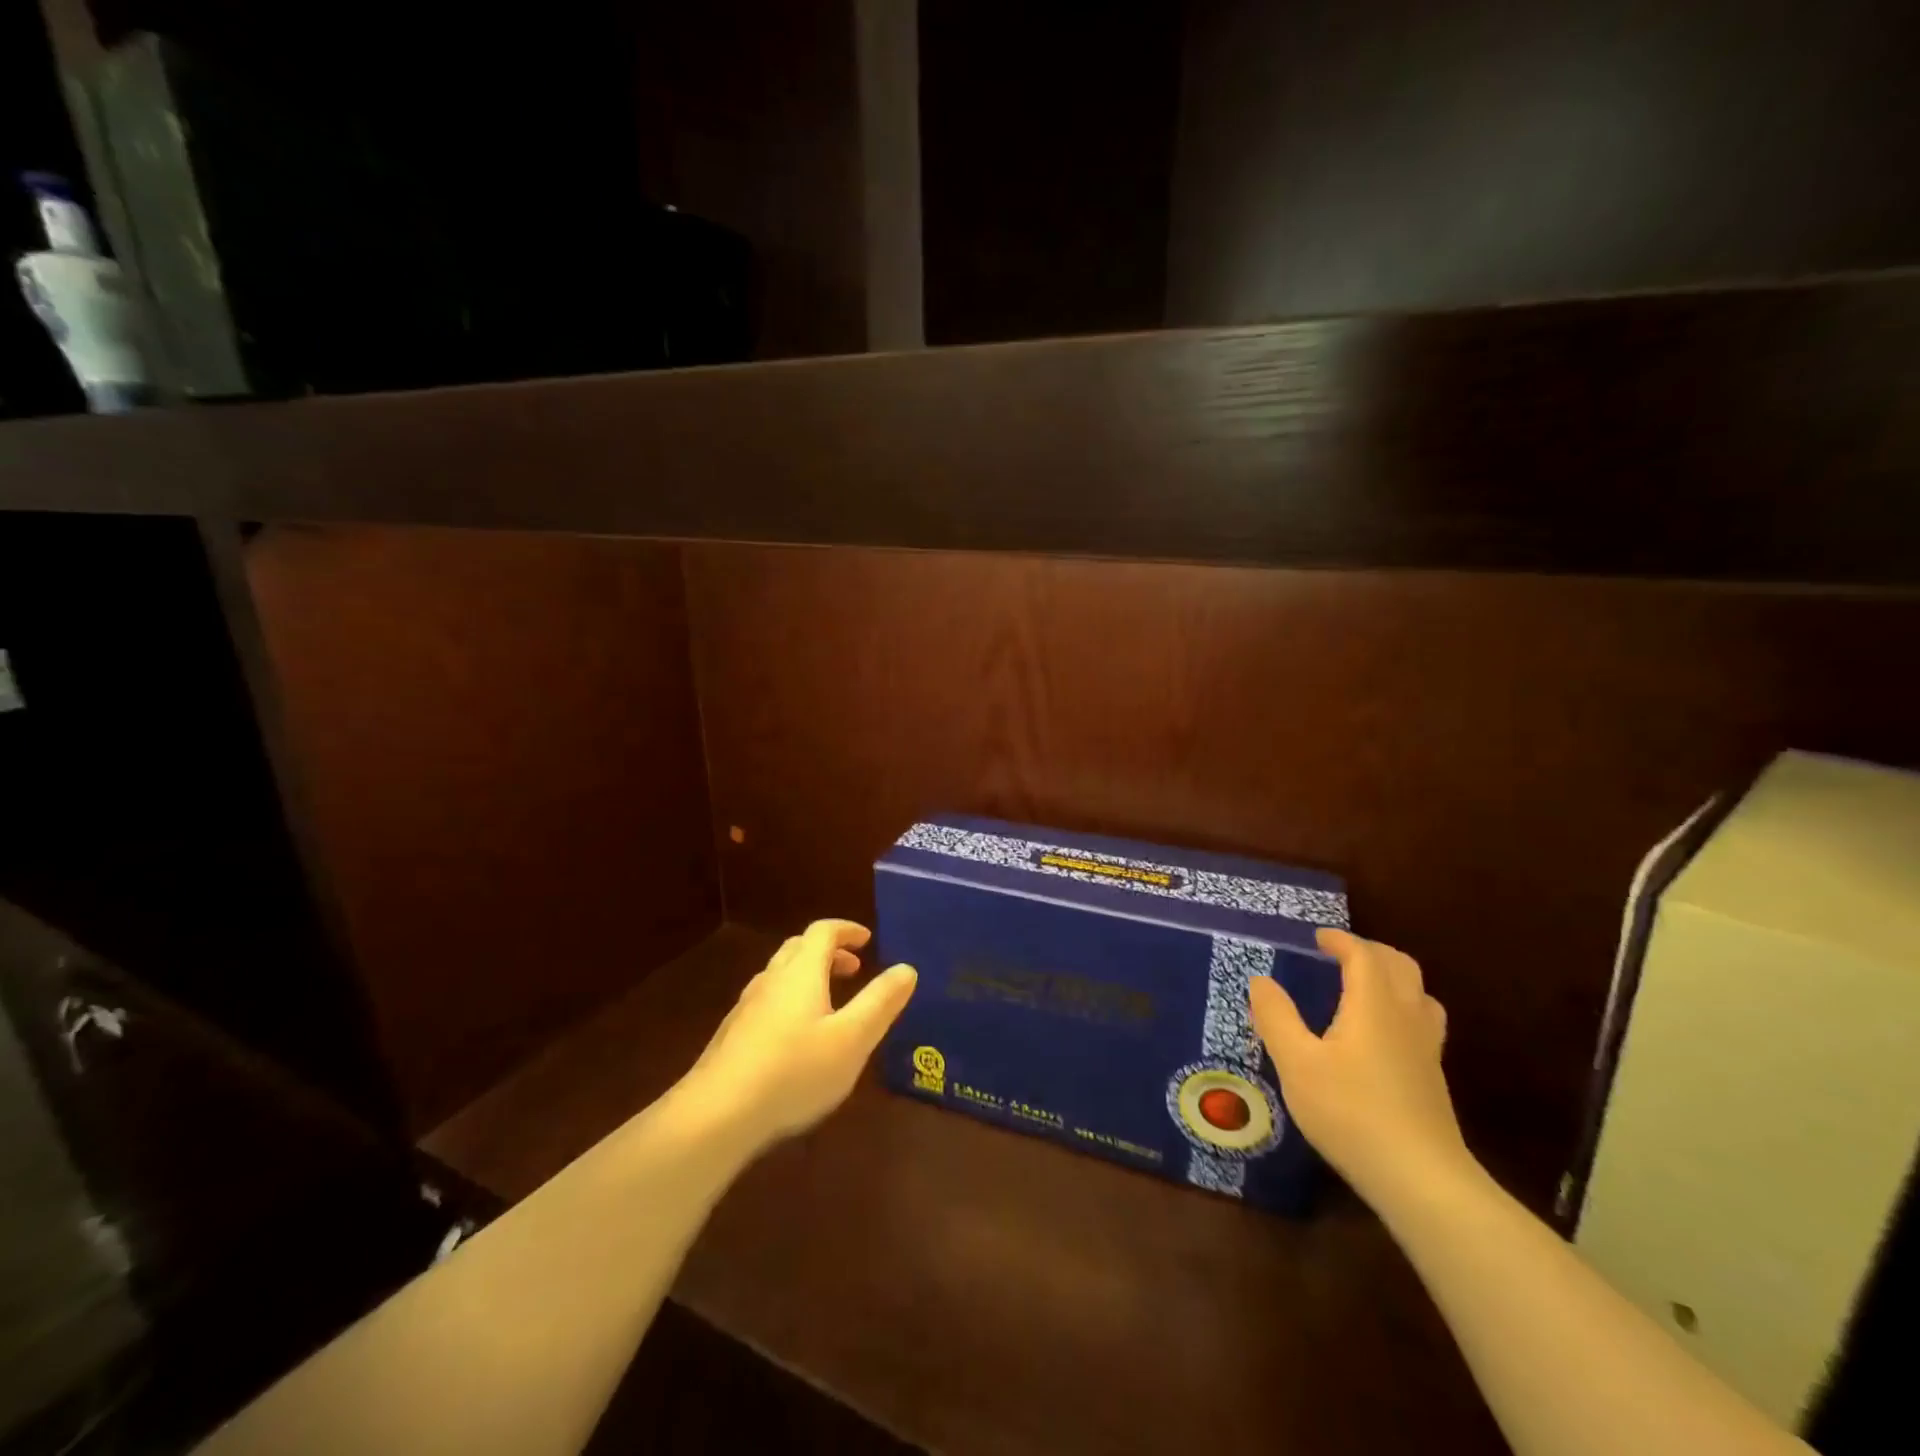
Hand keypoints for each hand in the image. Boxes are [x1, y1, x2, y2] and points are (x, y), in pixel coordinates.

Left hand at [681, 920, 916, 1154]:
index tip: (867, 940)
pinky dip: (790, 1001)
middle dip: (829, 952)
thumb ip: (881, 1002)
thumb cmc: (794, 1071)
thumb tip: (907, 968)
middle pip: (798, 948)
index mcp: (801, 972)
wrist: (716, 1115)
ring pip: (780, 975)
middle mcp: (771, 980)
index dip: (847, 930)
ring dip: (808, 976)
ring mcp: (746, 1008)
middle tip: (853, 969)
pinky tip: (796, 1038)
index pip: (823, 931)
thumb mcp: (852, 1039)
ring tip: (830, 1002)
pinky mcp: (732, 1036)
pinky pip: (767, 1001)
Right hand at [1249, 928, 1471, 1210]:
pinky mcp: (1432, 1078)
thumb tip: (1261, 981)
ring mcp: (1426, 1049)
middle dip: (1371, 951)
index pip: (1363, 955)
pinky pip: (1422, 1021)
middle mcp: (1406, 1018)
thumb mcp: (1297, 1063)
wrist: (1422, 1180)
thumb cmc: (1351, 1112)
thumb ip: (1276, 1017)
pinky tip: (1380, 1035)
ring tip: (1364, 987)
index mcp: (1373, 1005)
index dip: (1341, 941)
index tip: (1318, 938)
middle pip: (1400, 966)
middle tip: (1340, 955)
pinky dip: (1401, 1007)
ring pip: (1419, 994)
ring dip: (1393, 978)